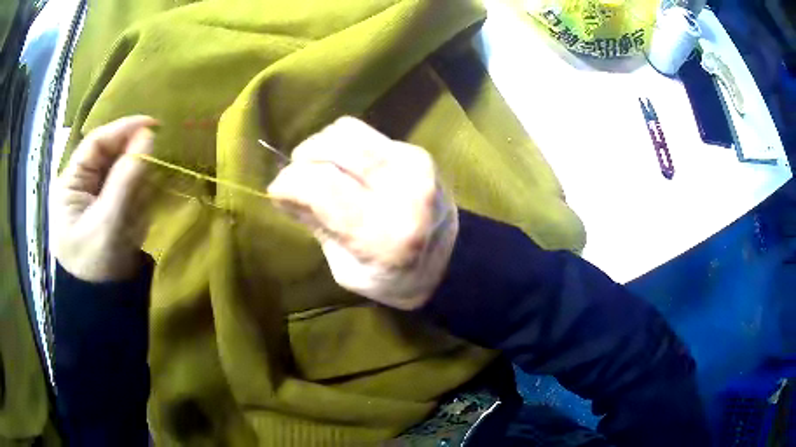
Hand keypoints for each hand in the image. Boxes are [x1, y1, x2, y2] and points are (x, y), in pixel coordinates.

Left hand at [51, 116, 157, 281]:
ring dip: (134, 190)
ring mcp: (95, 197)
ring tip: (133, 217)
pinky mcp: (108, 209)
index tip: (152, 125)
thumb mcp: (108, 224)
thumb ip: (126, 180)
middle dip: (129, 166)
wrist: (102, 306)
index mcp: (70, 183)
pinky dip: (135, 203)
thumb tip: (149, 136)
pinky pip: (127, 193)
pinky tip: (133, 223)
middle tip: (149, 175)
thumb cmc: (95, 267)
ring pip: (121, 174)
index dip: (123, 129)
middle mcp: (81, 184)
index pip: (96, 143)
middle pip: (110, 157)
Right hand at [267, 117, 457, 309]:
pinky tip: (344, 165)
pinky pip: (365, 133)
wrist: (451, 261)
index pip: (322, 185)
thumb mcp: (346, 270)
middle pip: (333, 147)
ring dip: (321, 146)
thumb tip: (282, 192)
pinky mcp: (417, 151)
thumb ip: (316, 225)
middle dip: (302, 159)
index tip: (277, 192)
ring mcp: (414, 164)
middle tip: (297, 179)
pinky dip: (343, 145)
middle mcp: (403, 190)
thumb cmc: (393, 278)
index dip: (289, 183)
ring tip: (319, 169)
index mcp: (383, 233)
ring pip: (347, 131)